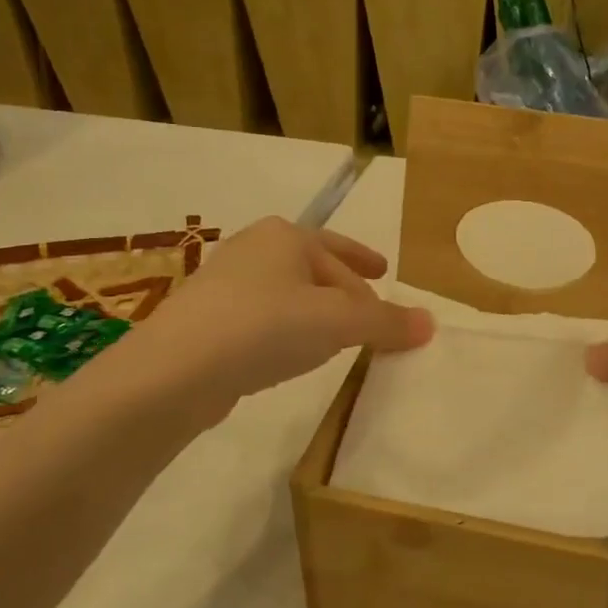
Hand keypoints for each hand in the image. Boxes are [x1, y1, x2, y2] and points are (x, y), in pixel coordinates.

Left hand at [117, 218, 432, 423]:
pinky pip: (262, 318)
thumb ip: (387, 321)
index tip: (385, 276)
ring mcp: (224, 283)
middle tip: (367, 313)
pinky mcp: (206, 321)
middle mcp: (253, 249)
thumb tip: (431, 323)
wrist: (175, 370)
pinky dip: (285, 329)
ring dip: (314, 311)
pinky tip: (289, 354)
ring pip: (286, 293)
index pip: (341, 251)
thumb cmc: (266, 327)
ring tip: (334, 335)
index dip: (367, 265)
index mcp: (286, 236)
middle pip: (313, 267)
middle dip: (342, 288)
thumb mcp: (339, 322)